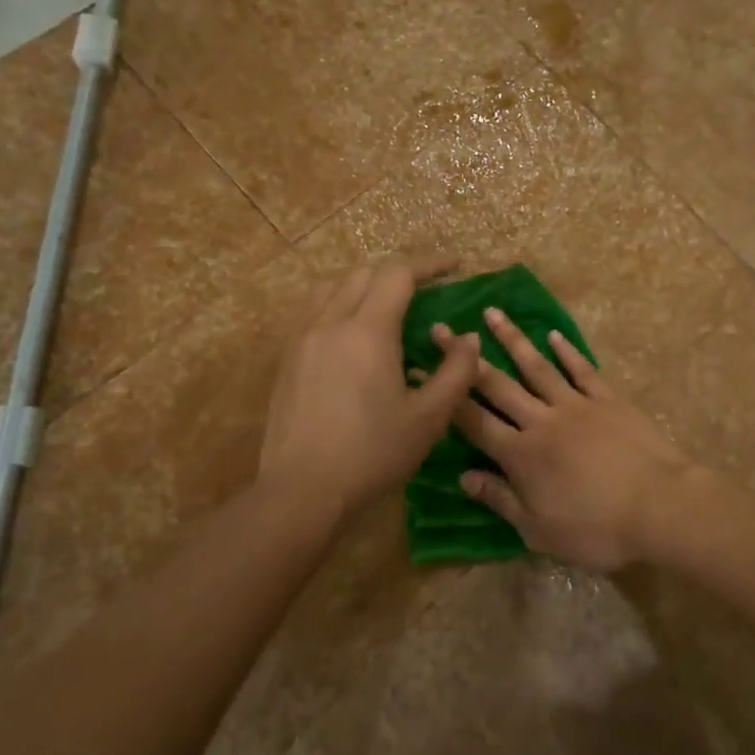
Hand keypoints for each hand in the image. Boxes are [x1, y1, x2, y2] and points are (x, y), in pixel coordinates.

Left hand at [260, 259, 480, 520]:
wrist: (302, 490)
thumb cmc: (372, 454)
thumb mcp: (428, 418)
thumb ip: (456, 372)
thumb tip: (468, 339)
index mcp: (367, 331)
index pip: (398, 274)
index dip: (430, 264)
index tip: (455, 266)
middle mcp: (330, 323)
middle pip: (363, 274)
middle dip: (398, 273)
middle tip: (426, 289)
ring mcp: (301, 340)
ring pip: (332, 288)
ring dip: (364, 285)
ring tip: (386, 305)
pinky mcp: (286, 360)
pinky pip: (314, 312)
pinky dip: (339, 305)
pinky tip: (351, 336)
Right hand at [441, 307, 693, 570]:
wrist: (660, 507)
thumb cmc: (597, 528)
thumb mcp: (539, 530)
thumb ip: (500, 500)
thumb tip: (462, 477)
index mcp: (520, 454)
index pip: (472, 421)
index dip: (445, 397)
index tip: (422, 369)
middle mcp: (541, 420)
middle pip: (497, 384)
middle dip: (466, 357)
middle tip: (443, 328)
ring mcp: (576, 404)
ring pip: (536, 366)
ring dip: (512, 339)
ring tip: (492, 313)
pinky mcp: (608, 399)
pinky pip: (582, 370)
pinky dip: (566, 351)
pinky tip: (552, 336)